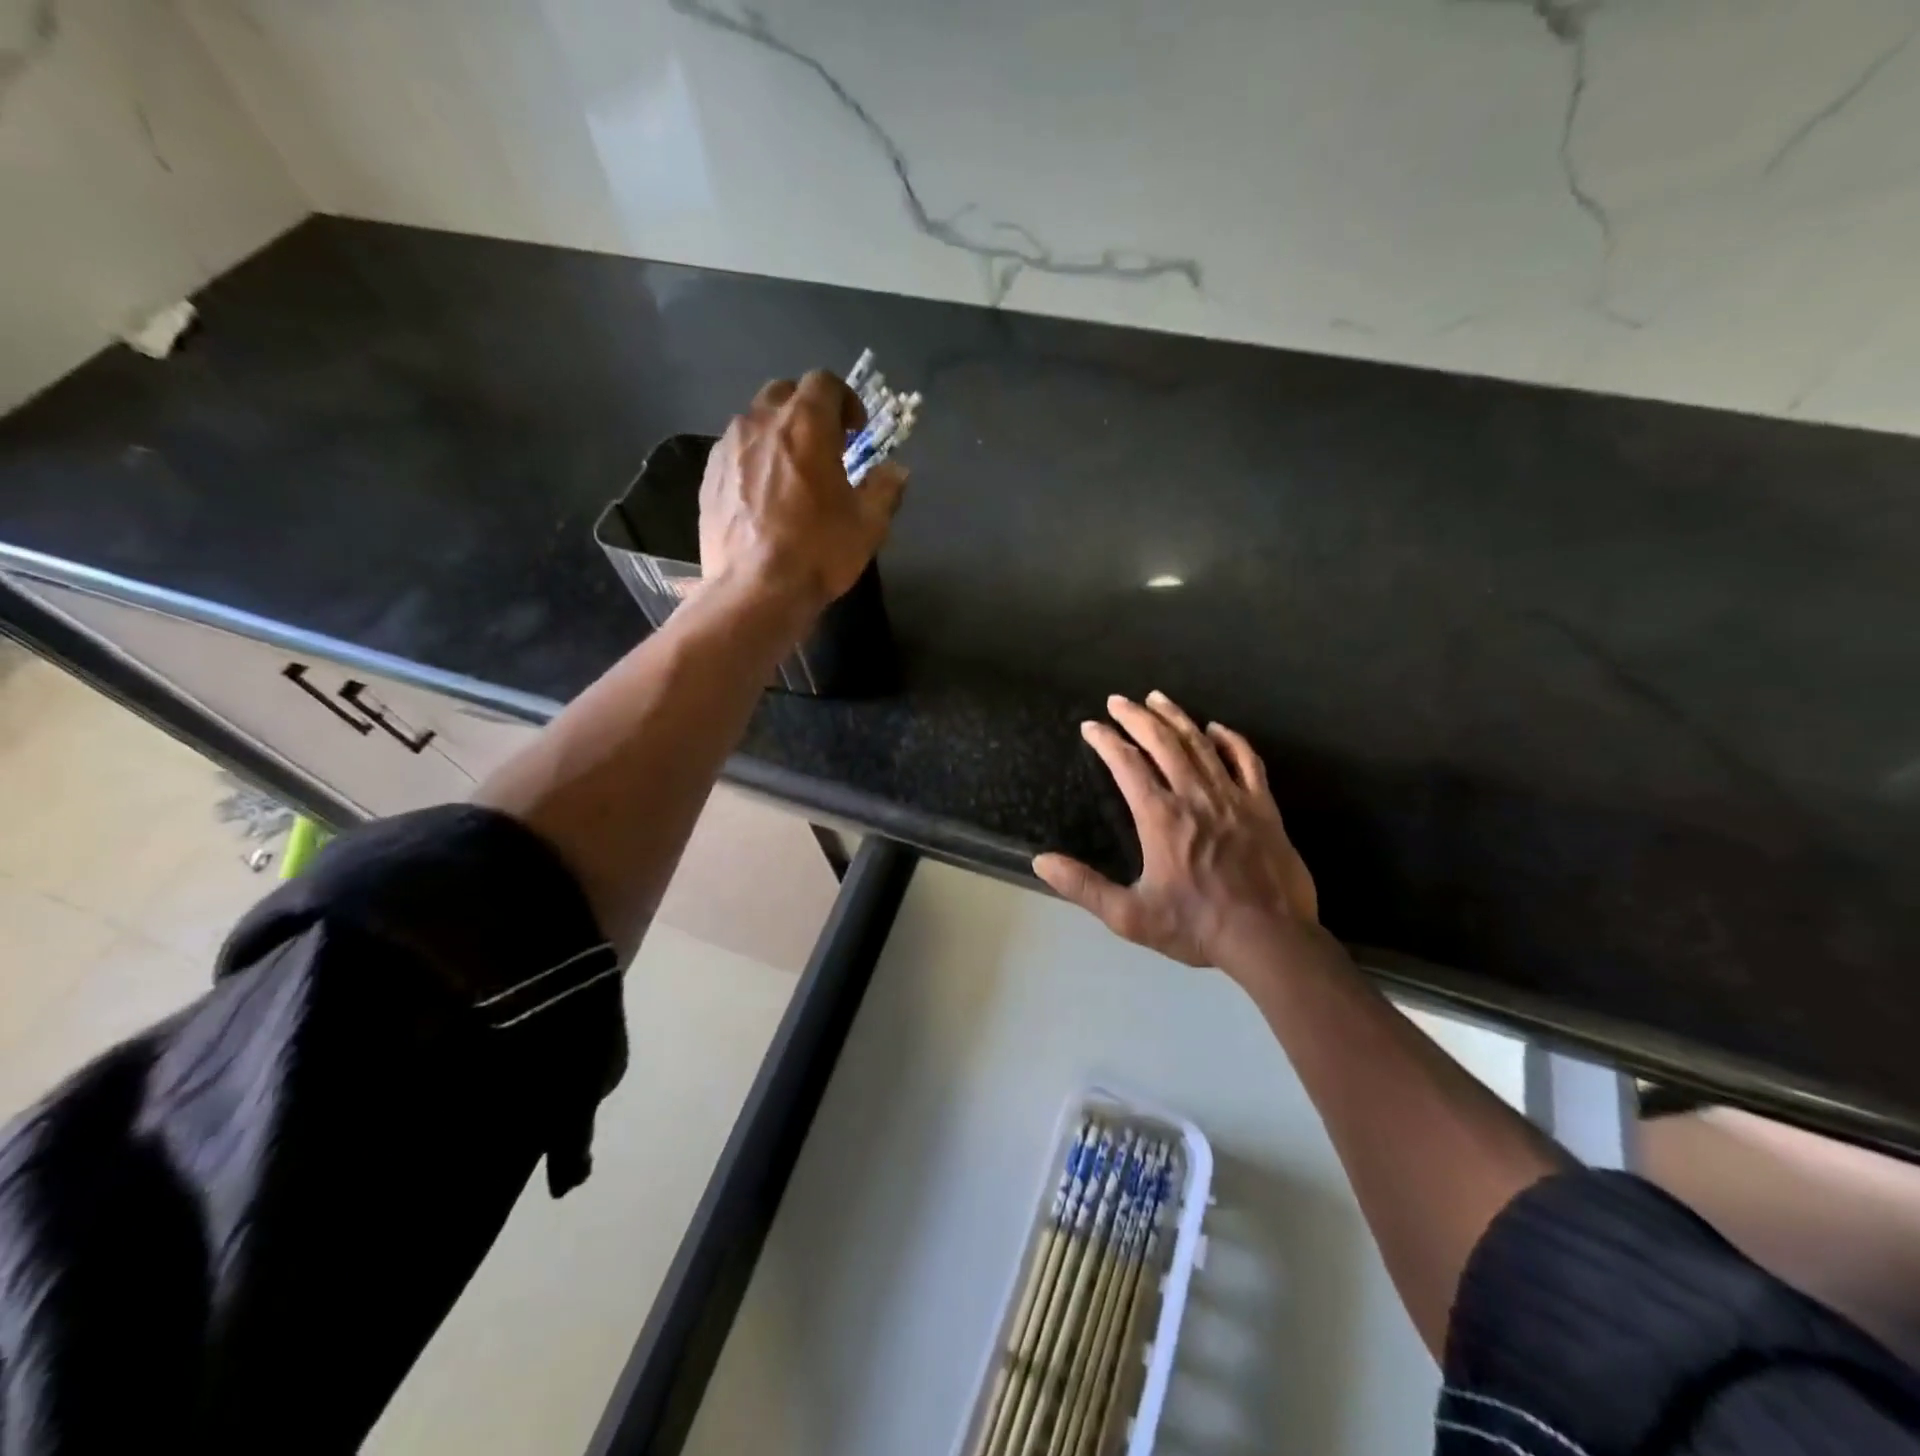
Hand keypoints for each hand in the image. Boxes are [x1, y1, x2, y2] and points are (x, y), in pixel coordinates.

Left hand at [699, 371, 907, 611]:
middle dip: (808, 410)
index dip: (845, 400)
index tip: (856, 431)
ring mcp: (728, 448)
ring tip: (792, 473)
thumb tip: (895, 471)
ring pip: (755, 421)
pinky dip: (754, 460)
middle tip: (825, 446)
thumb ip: (885, 488)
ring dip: (778, 435)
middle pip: (785, 393)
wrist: (755, 591)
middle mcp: (761, 423)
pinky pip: (735, 451)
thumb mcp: (868, 524)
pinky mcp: (709, 477)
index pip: (824, 382)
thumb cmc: (819, 551)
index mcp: (805, 424)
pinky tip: (764, 496)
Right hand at [1034, 692, 1320, 979]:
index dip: (1106, 740)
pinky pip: (1247, 760)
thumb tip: (1041, 861)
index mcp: (1160, 816)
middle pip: (1162, 742)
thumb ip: (1084, 887)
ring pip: (1200, 744)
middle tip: (1118, 700)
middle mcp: (1194, 796)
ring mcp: (1232, 797)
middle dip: (1136, 716)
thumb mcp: (1130, 916)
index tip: (1091, 726)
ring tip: (1157, 698)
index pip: (1126, 764)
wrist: (1269, 939)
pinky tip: (1216, 728)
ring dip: (1176, 717)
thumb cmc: (1196, 926)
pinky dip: (1230, 740)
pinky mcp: (1263, 806)